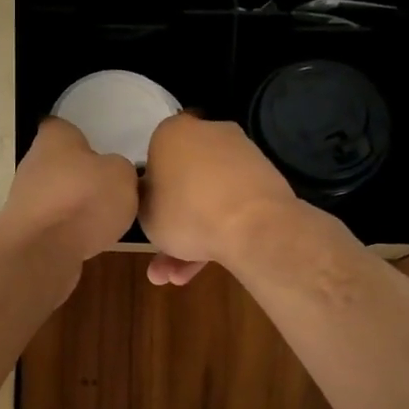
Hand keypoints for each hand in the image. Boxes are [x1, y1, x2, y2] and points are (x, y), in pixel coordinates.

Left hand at [0, 117, 138, 270]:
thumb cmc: (83, 198)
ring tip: (104, 218)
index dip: (83, 136)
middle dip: (82, 174)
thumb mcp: (122, 174)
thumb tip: (112, 175)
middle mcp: (33, 162)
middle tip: (110, 187)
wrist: (44, 249)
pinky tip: (88, 239)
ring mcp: (25, 198)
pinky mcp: (26, 229)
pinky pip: (54, 223)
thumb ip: (120, 169)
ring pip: (57, 194)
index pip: (64, 126)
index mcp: (54, 136)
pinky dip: (69, 230)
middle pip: (60, 163)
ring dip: (76, 204)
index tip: (102, 149)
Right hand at [139, 113, 299, 284]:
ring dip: (193, 237)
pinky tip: (208, 265)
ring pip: (208, 197)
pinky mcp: (265, 180)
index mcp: (173, 132)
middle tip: (161, 258)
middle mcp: (209, 133)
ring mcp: (241, 155)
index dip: (150, 190)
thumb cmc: (186, 212)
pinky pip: (232, 204)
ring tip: (179, 277)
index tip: (149, 215)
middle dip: (173, 223)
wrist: (254, 227)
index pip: (154, 156)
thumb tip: (152, 192)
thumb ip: (143, 197)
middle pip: (184, 180)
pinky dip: (220, 231)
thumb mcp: (144, 211)